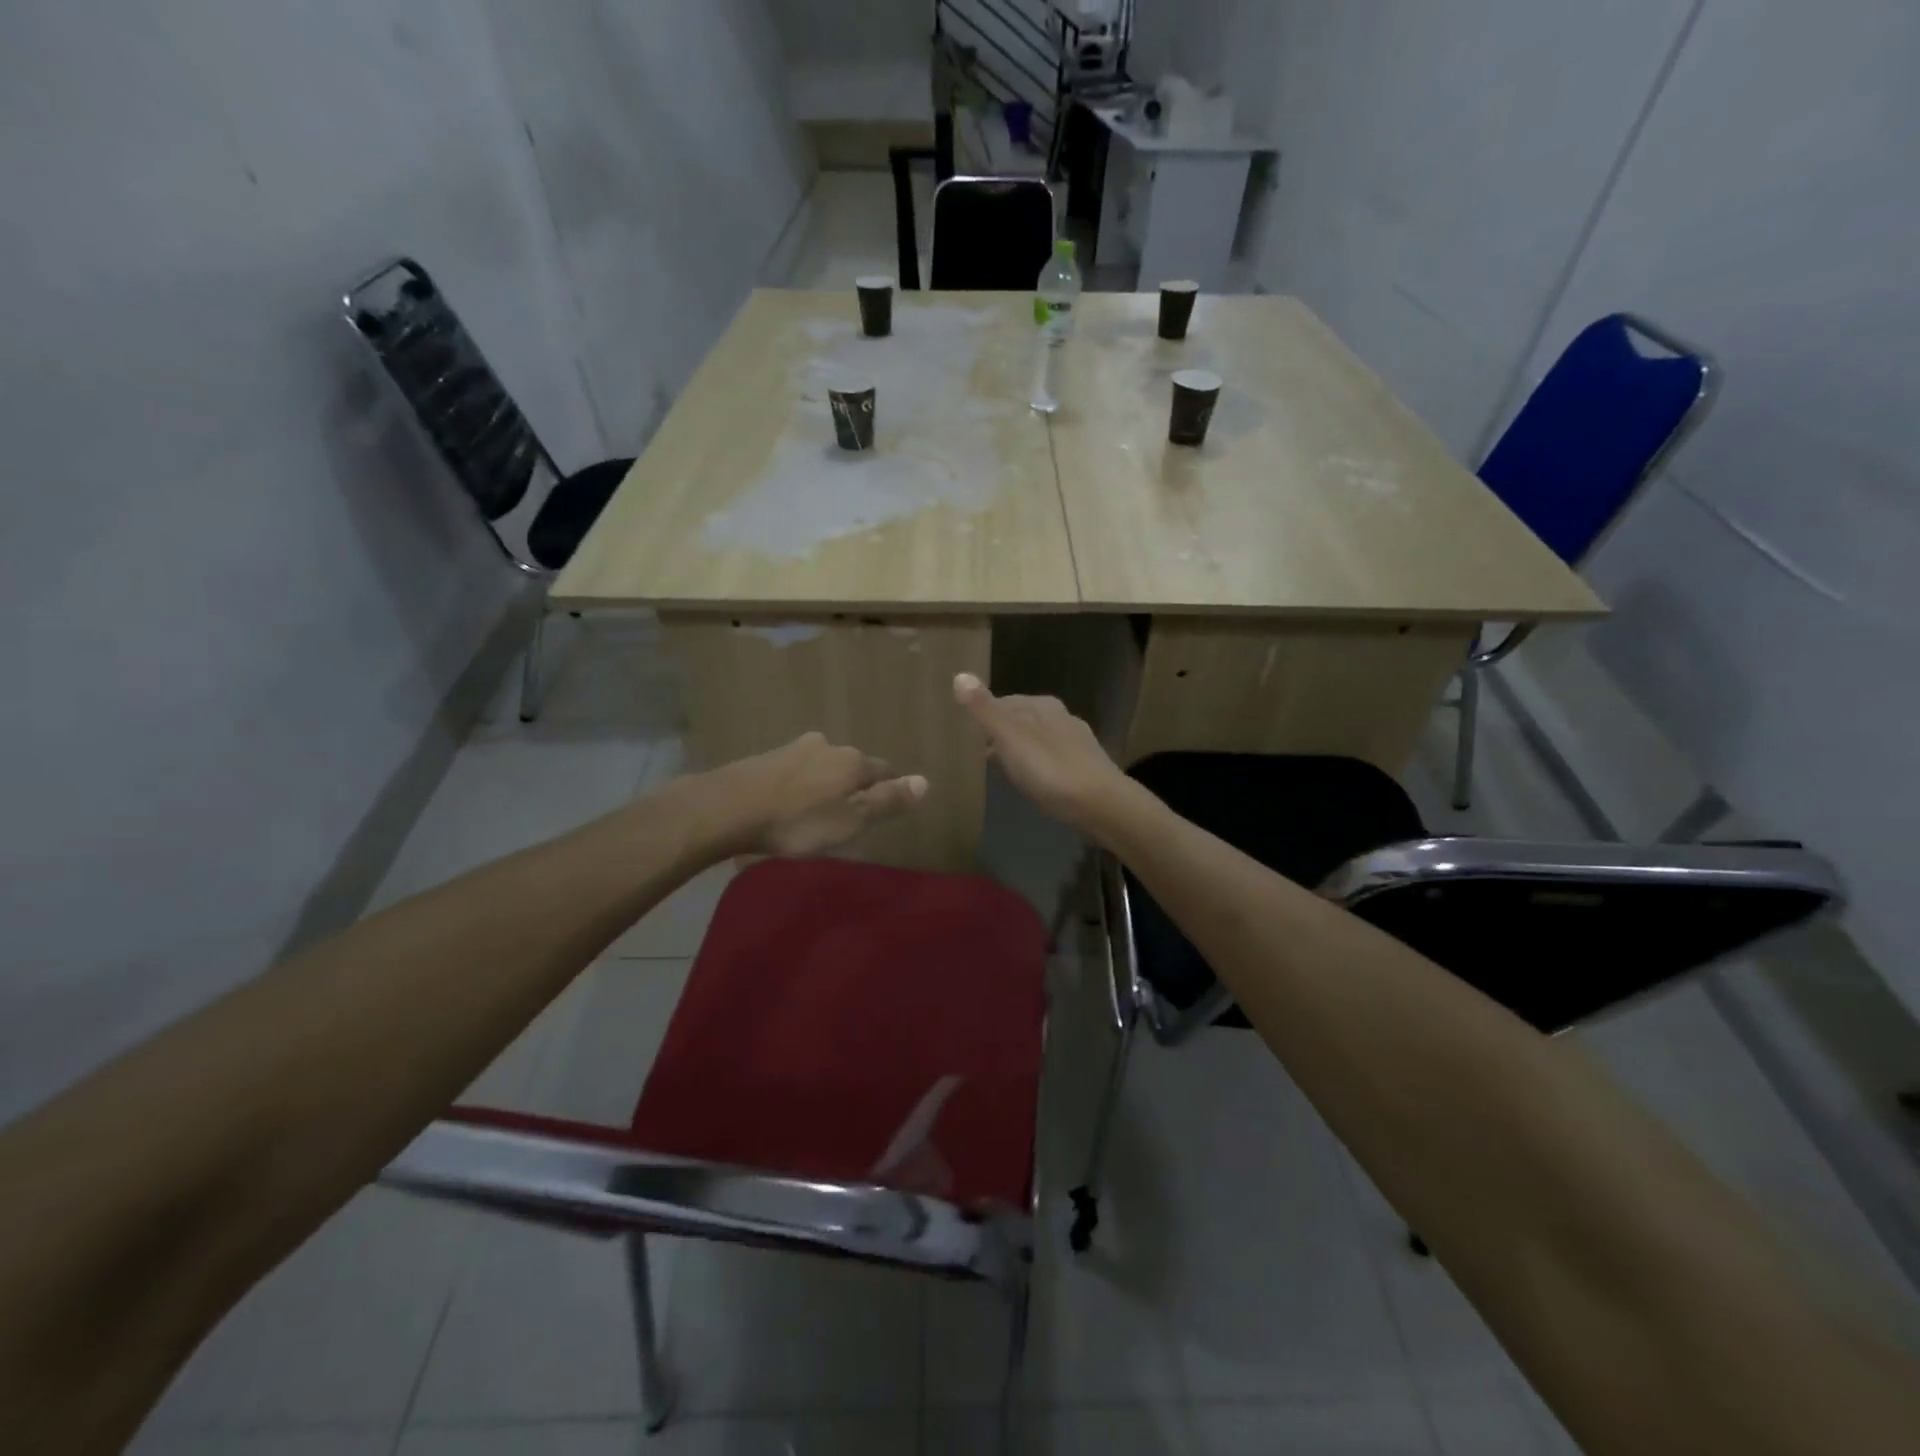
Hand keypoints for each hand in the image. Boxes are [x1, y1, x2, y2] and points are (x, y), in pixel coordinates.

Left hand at [691, 733, 928, 857]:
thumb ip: (888, 802)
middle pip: (852, 766)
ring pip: (822, 765)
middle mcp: (828, 746)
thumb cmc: (798, 821)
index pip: (884, 771)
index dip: (889, 789)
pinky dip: (800, 785)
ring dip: (825, 783)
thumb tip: (926, 781)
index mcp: (853, 761)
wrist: (729, 808)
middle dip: (855, 785)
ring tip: (818, 809)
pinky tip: (790, 802)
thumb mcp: (851, 821)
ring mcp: (794, 749)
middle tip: (851, 813)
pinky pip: (796, 771)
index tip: (887, 808)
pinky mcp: (767, 758)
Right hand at [953, 673, 1127, 832]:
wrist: (1100, 805)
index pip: (1005, 701)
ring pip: (1038, 740)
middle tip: (978, 751)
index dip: (985, 715)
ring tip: (1000, 768)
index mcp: (1042, 706)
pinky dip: (1036, 766)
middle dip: (1002, 732)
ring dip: (1019, 750)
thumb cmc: (1049, 769)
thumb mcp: (1010, 737)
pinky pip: (1051, 760)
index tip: (967, 731)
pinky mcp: (1085, 769)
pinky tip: (1031, 782)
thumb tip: (960, 674)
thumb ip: (984, 710)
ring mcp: (1076, 743)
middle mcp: (1061, 717)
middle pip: (1023, 719)